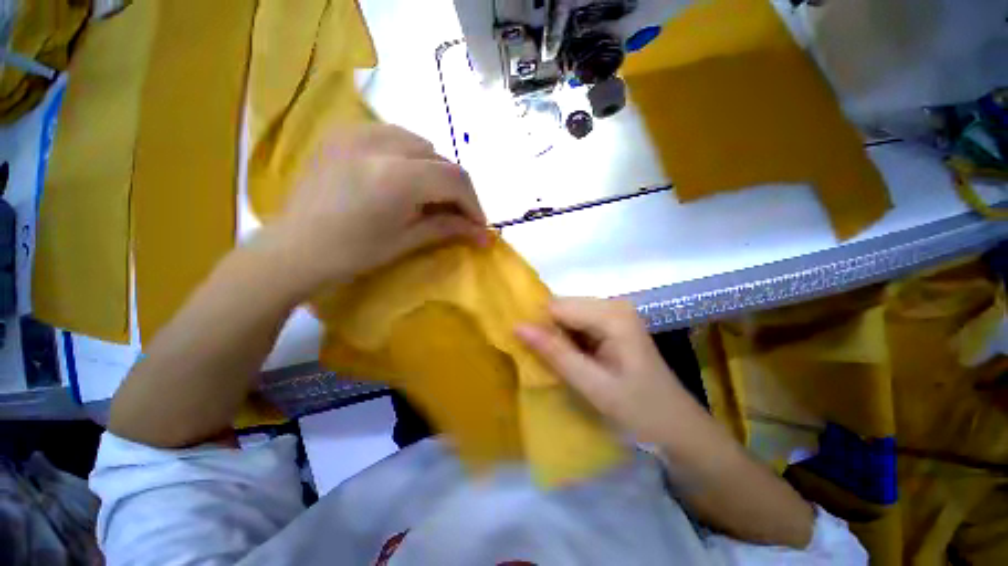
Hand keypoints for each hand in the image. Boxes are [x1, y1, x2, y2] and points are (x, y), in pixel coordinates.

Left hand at [261, 124, 488, 294]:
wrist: (295, 248)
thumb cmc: (353, 253)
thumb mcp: (407, 241)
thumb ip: (448, 228)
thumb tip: (483, 235)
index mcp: (397, 177)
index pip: (455, 179)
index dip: (474, 204)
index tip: (479, 225)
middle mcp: (380, 144)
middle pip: (441, 159)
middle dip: (457, 189)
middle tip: (458, 215)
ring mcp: (358, 132)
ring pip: (420, 143)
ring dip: (436, 170)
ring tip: (432, 196)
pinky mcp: (344, 133)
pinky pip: (393, 135)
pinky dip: (411, 155)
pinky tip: (405, 176)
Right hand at [516, 298, 704, 445]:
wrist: (678, 429)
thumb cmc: (640, 411)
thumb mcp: (593, 385)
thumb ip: (555, 353)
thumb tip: (517, 327)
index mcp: (612, 314)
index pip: (557, 306)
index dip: (537, 325)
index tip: (521, 347)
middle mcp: (613, 306)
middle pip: (562, 308)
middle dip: (546, 331)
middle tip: (538, 360)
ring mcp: (614, 315)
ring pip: (567, 317)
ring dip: (555, 337)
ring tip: (551, 363)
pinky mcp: (612, 326)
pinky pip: (577, 326)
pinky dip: (566, 341)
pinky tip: (567, 360)